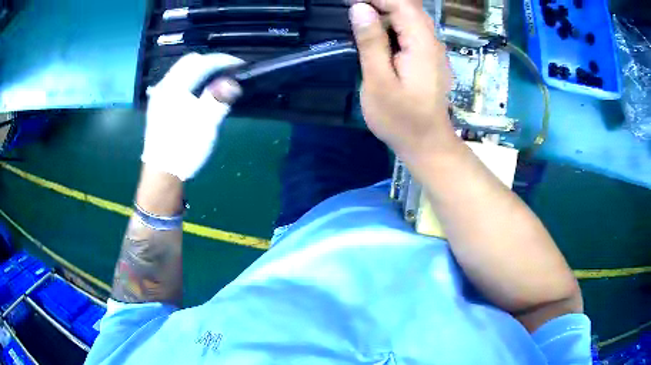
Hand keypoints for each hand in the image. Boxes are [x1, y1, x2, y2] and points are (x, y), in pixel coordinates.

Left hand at [142, 53, 243, 180]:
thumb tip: (231, 81)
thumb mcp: (205, 124)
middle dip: (211, 63)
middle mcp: (164, 86)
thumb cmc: (183, 149)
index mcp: (174, 87)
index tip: (240, 65)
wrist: (162, 174)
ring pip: (183, 72)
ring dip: (202, 71)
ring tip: (217, 82)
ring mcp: (160, 96)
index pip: (201, 62)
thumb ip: (217, 99)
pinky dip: (192, 81)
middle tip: (229, 72)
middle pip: (189, 62)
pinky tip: (199, 94)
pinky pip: (178, 83)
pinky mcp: (159, 107)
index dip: (222, 60)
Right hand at [349, 0, 456, 162]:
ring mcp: (432, 50)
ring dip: (384, 12)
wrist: (427, 144)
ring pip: (409, 18)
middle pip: (408, 8)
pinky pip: (410, 32)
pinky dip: (391, 25)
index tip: (350, 2)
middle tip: (350, 8)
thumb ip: (371, 43)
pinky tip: (375, 33)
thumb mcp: (379, 81)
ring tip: (358, 17)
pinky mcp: (427, 58)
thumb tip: (360, 9)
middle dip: (379, 2)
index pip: (402, 4)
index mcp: (422, 44)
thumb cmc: (401, 119)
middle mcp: (431, 41)